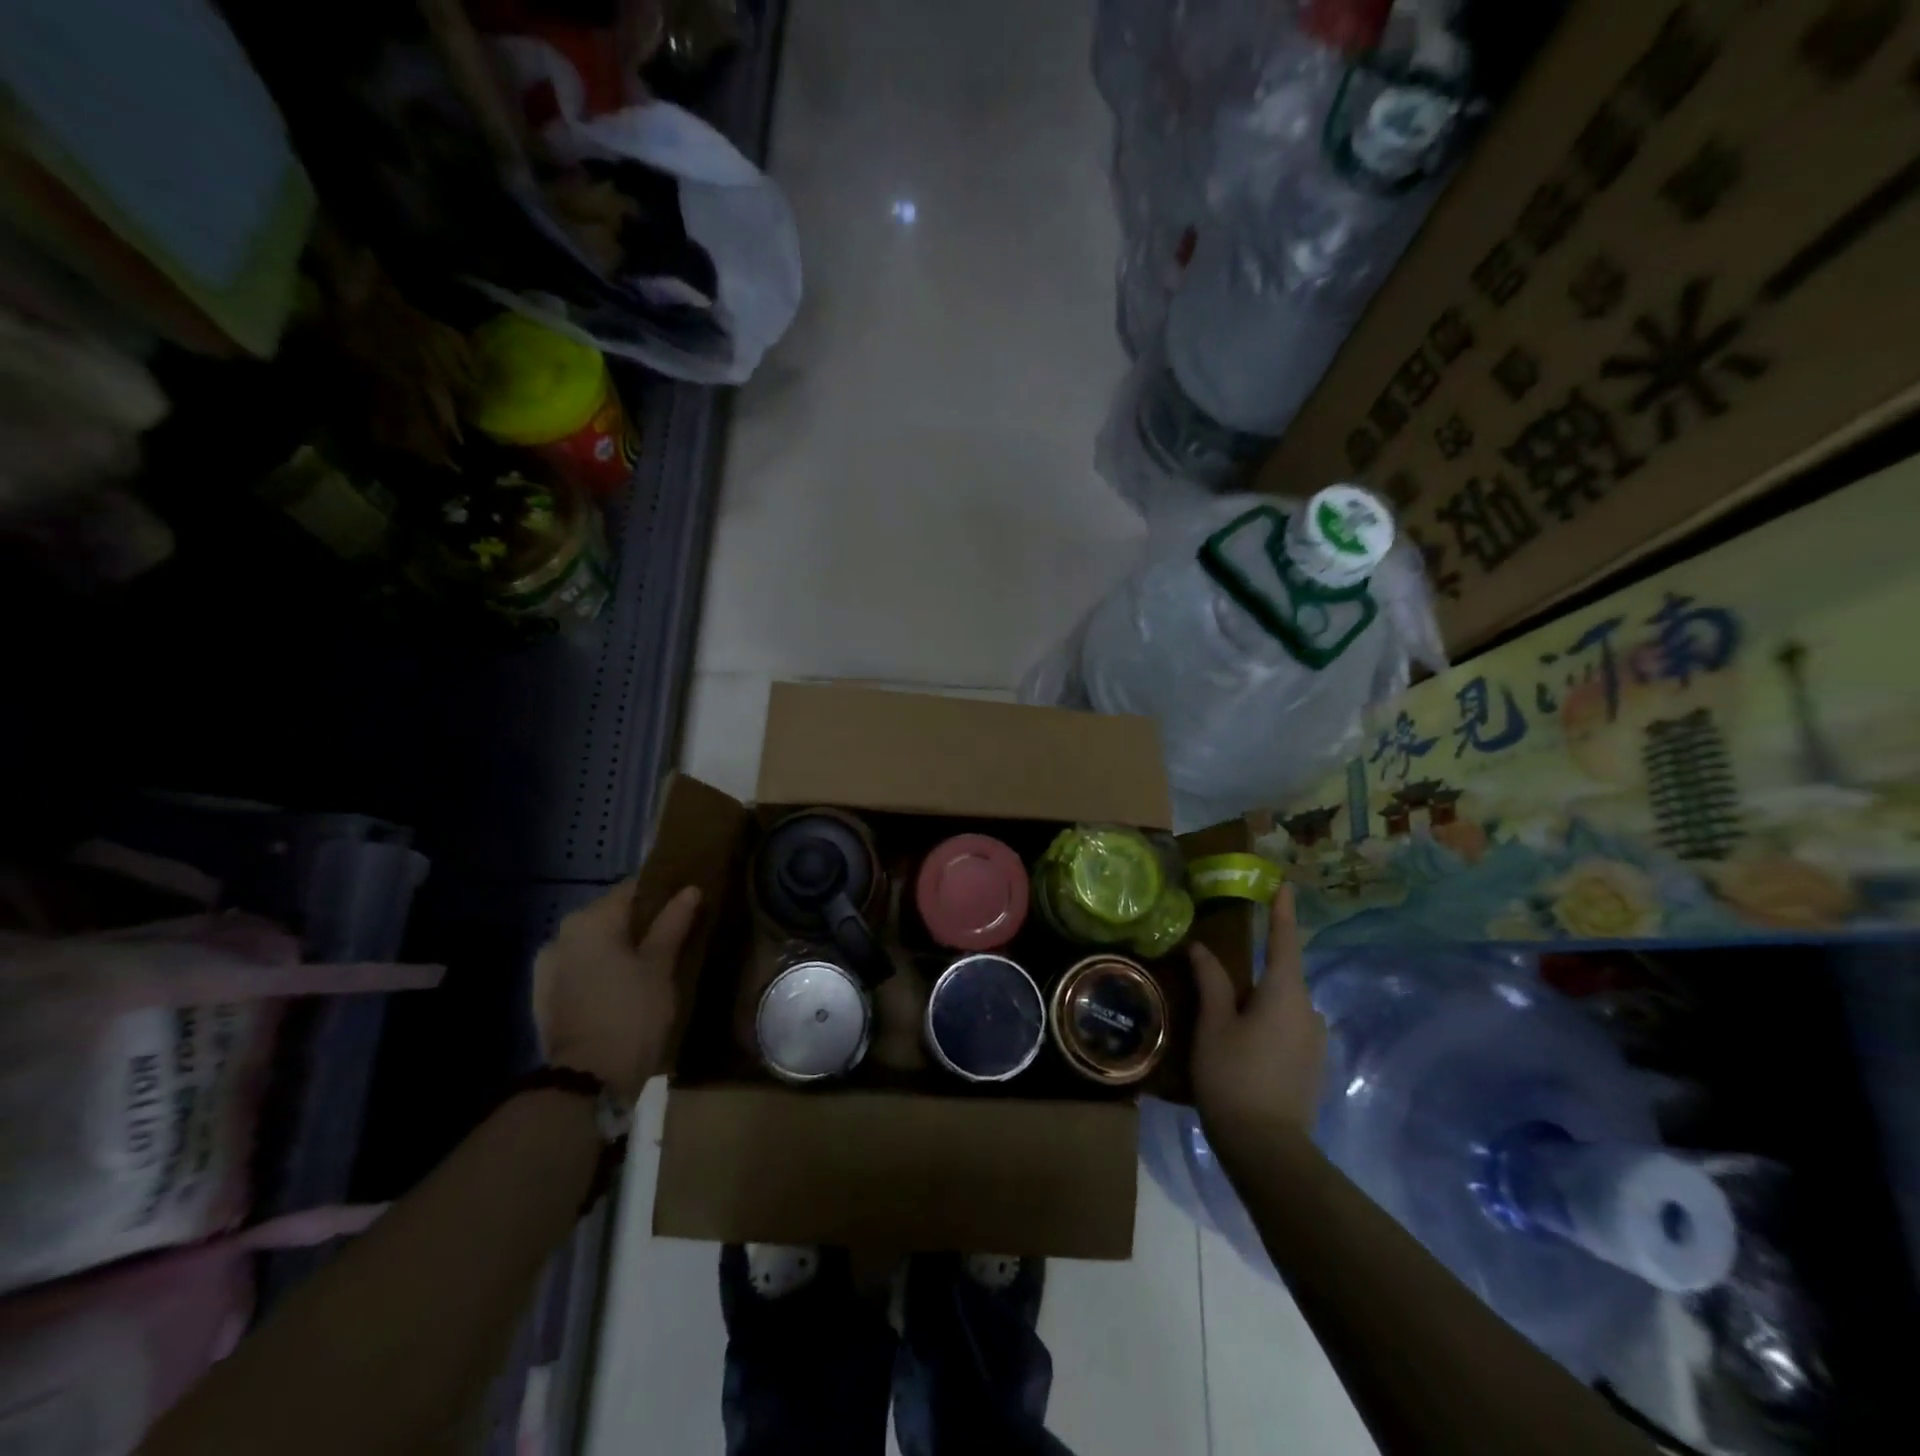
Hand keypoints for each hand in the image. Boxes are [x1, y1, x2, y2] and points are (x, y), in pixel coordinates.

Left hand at [532, 881, 700, 1102]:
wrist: (584, 1083)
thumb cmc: (631, 1015)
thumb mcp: (660, 967)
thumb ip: (673, 923)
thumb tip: (689, 889)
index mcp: (591, 920)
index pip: (633, 888)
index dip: (663, 892)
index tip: (687, 902)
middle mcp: (562, 934)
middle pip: (611, 916)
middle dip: (641, 922)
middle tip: (675, 936)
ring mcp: (547, 967)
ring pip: (594, 944)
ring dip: (619, 948)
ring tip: (650, 965)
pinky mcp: (544, 997)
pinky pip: (580, 968)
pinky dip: (601, 970)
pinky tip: (623, 987)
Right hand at [1189, 884, 1326, 1138]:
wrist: (1268, 1149)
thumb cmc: (1233, 1076)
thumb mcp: (1213, 1024)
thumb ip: (1211, 981)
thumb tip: (1200, 947)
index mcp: (1286, 994)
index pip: (1284, 942)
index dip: (1282, 912)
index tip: (1283, 885)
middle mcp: (1309, 1012)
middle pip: (1281, 978)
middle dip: (1256, 971)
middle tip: (1221, 974)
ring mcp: (1315, 1042)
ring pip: (1284, 1006)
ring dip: (1259, 1003)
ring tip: (1225, 1016)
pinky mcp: (1313, 1067)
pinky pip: (1289, 1030)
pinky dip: (1267, 1025)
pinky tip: (1243, 1045)